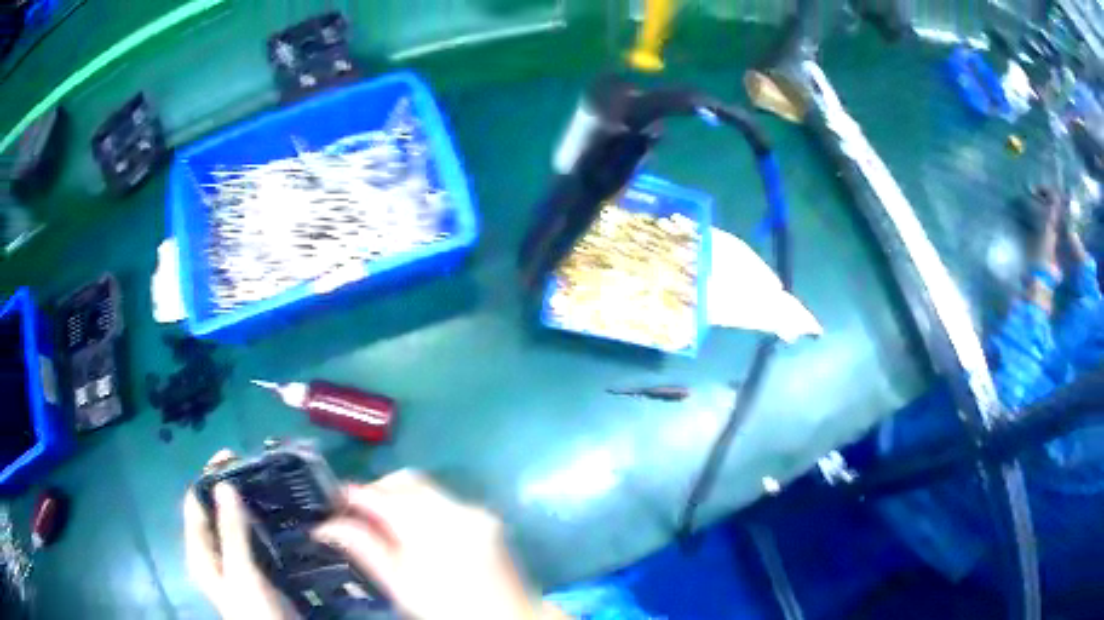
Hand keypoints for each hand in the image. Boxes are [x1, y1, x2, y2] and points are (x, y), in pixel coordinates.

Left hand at [183, 450, 296, 619]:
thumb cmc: (252, 609)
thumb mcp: (240, 571)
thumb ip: (230, 531)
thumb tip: (223, 483)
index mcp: (199, 550)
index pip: (195, 502)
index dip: (208, 476)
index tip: (233, 455)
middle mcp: (212, 551)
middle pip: (214, 509)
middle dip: (229, 486)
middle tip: (254, 467)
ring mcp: (234, 560)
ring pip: (234, 522)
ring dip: (246, 502)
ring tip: (268, 483)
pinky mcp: (254, 568)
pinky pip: (252, 536)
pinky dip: (259, 521)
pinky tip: (277, 514)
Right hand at [314, 470, 560, 619]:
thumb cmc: (449, 610)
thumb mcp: (400, 585)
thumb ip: (364, 548)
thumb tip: (325, 526)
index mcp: (429, 528)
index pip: (379, 496)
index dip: (351, 495)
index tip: (332, 503)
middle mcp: (455, 509)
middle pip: (405, 481)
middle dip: (377, 491)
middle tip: (357, 514)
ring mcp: (475, 511)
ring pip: (425, 487)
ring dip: (399, 497)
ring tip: (384, 525)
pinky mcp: (486, 518)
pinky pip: (445, 500)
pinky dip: (423, 507)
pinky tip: (415, 531)